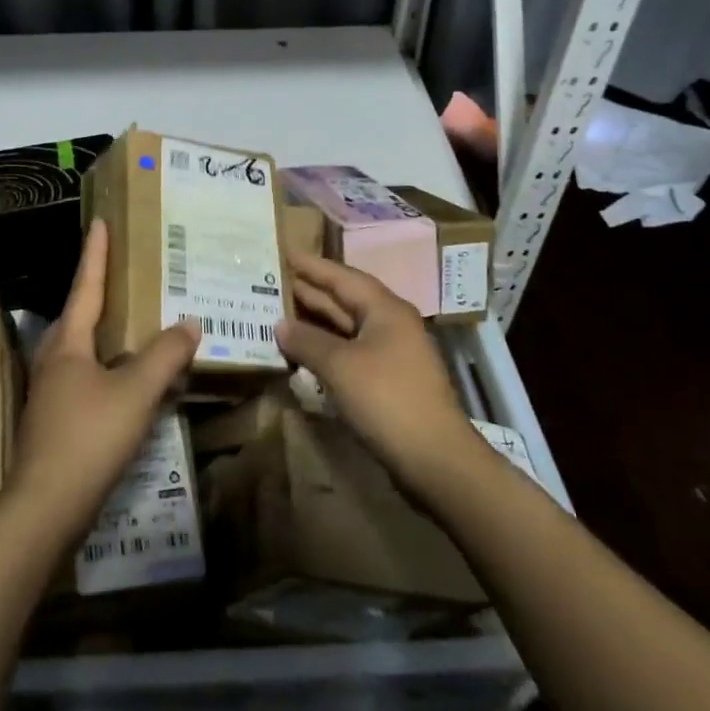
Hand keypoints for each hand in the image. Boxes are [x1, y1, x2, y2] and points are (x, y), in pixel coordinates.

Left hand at [9, 219, 199, 539]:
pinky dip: (110, 368)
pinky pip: (88, 378)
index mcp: (67, 343)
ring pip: (83, 349)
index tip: (101, 223)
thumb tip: (189, 322)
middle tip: (127, 273)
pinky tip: (131, 382)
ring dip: (107, 333)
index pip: (86, 286)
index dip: (96, 254)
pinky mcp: (57, 421)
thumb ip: (165, 355)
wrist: (45, 509)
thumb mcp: (136, 392)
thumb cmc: (88, 437)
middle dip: (100, 291)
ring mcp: (52, 393)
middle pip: (79, 316)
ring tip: (135, 323)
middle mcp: (54, 360)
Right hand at [276, 252, 480, 491]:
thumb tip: (280, 325)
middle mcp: (392, 324)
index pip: (343, 277)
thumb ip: (307, 341)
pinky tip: (305, 353)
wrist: (435, 459)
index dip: (313, 265)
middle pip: (346, 300)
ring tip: (281, 313)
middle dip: (311, 292)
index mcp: (386, 309)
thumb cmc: (387, 399)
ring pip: (348, 328)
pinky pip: (352, 352)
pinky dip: (327, 348)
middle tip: (274, 281)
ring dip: (317, 322)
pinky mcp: (390, 382)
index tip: (285, 251)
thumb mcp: (339, 365)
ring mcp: (393, 354)